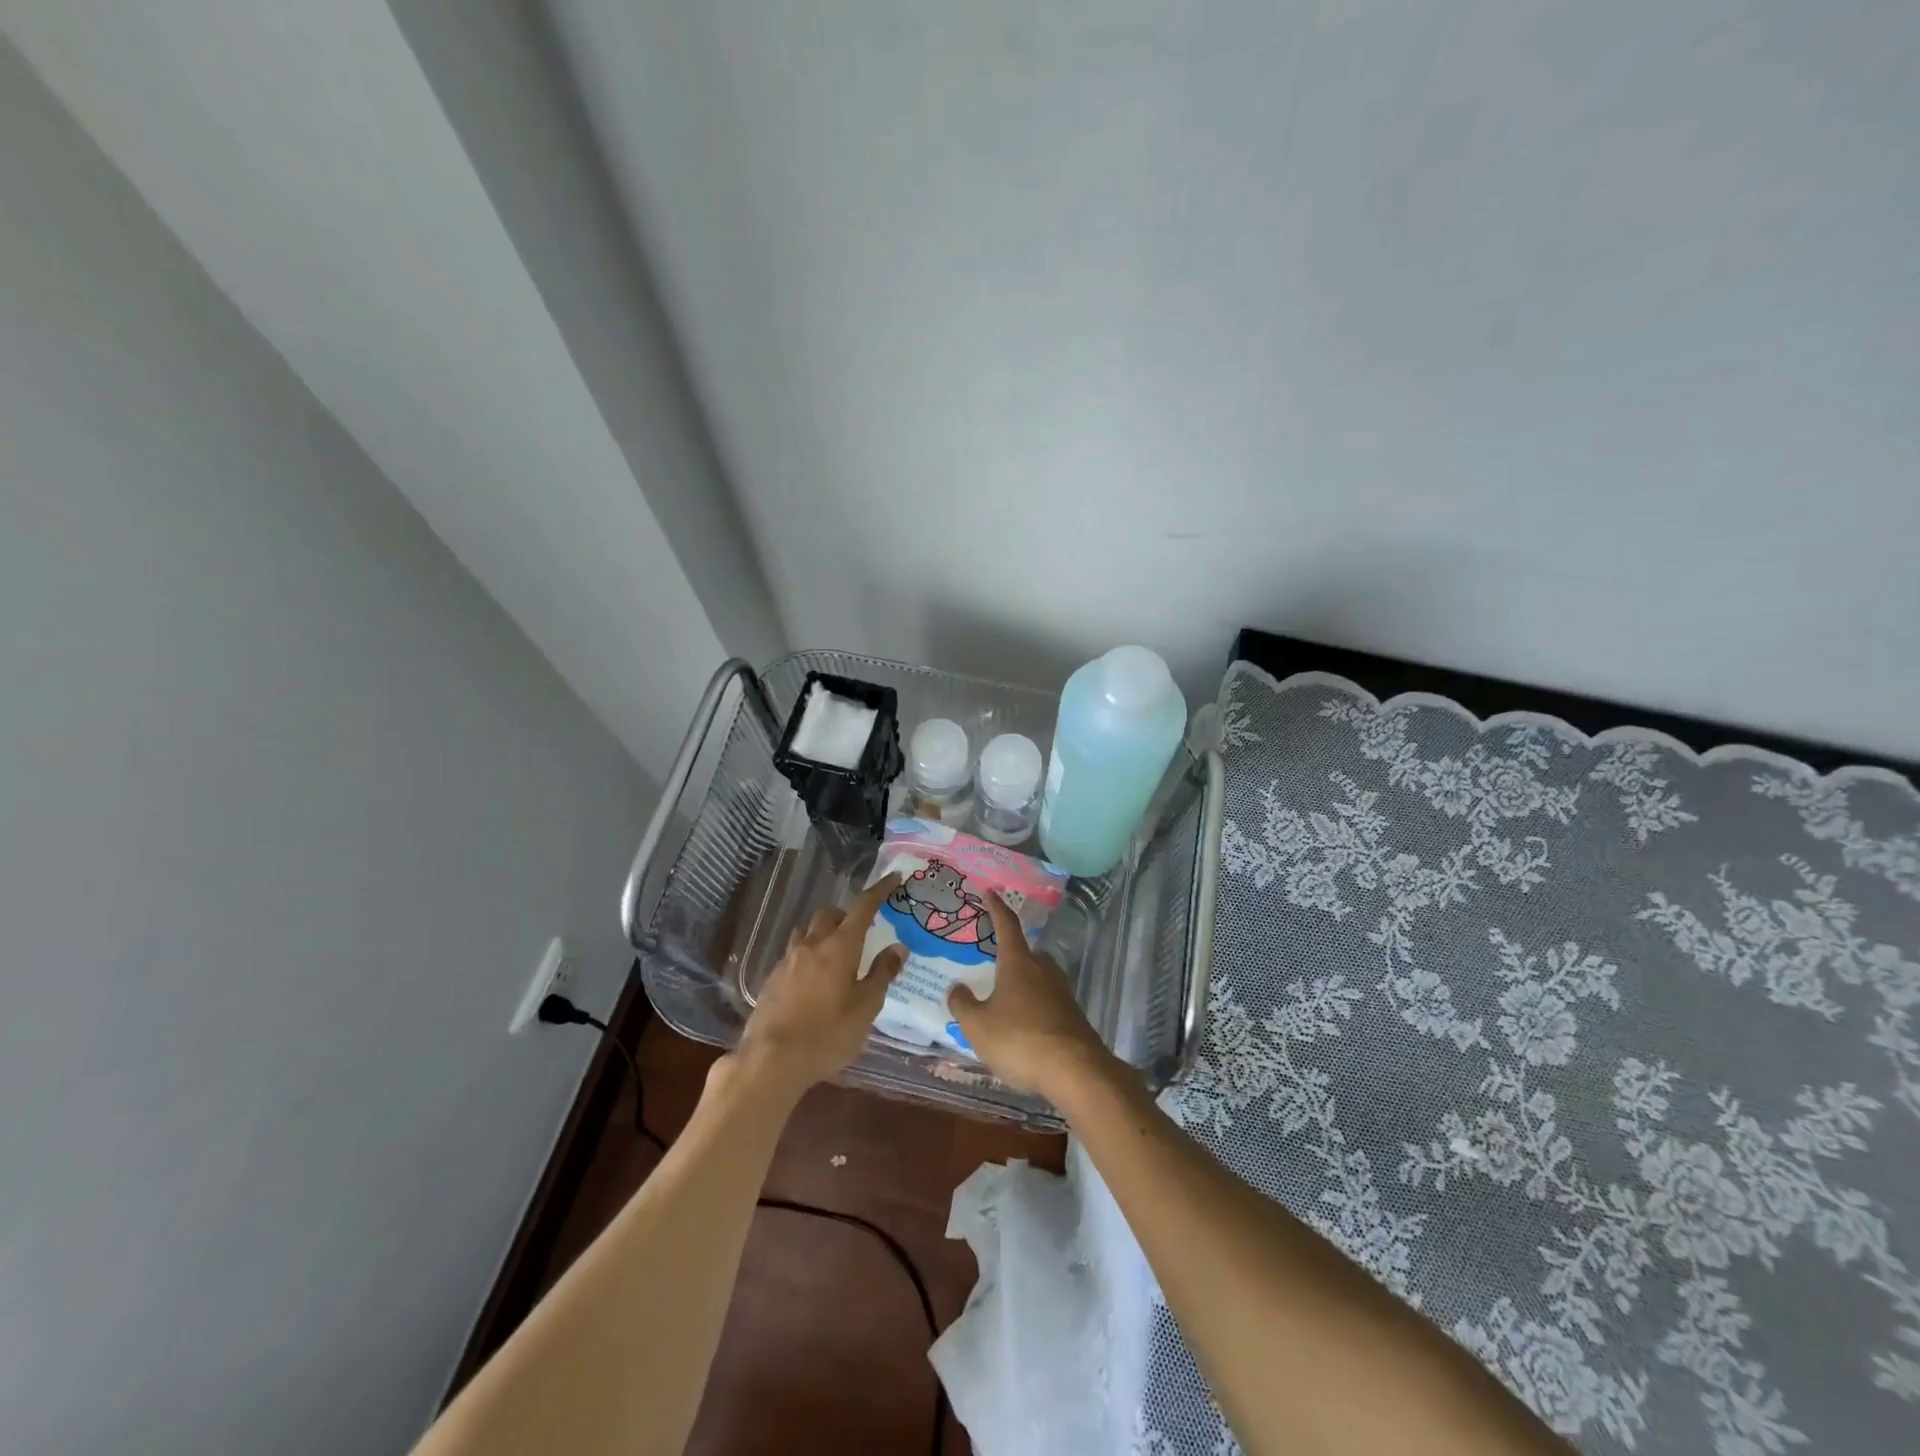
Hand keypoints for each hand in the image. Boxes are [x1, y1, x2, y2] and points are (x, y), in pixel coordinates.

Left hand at [735, 874, 906, 1095]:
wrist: (771, 1060)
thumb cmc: (828, 1034)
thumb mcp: (866, 1008)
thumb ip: (882, 974)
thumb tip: (897, 947)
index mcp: (840, 946)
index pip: (864, 907)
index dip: (880, 890)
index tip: (893, 878)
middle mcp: (812, 945)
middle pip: (828, 914)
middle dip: (845, 915)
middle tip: (860, 932)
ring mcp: (787, 961)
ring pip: (806, 932)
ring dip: (823, 933)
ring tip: (835, 954)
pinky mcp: (772, 980)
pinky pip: (793, 955)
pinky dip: (807, 957)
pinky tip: (813, 981)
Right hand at [947, 891, 1116, 1098]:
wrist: (1076, 1070)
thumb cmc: (1020, 1040)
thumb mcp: (978, 1026)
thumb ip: (963, 1005)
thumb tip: (956, 988)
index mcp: (1018, 963)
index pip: (1007, 925)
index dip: (997, 908)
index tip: (990, 892)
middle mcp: (1043, 970)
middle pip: (1027, 953)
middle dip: (1012, 954)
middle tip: (996, 963)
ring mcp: (1062, 993)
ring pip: (1040, 978)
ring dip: (1025, 983)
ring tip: (1007, 999)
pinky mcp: (1074, 1016)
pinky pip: (1049, 1002)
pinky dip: (1036, 1007)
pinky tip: (1025, 1027)